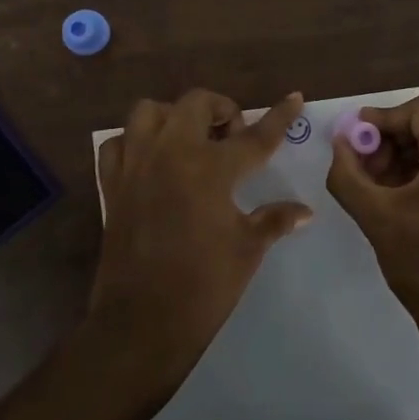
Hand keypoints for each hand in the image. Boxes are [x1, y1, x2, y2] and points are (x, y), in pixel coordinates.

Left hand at [93, 89, 313, 386]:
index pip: (255, 136)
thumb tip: (306, 211)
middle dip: (221, 109)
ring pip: (148, 112)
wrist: (142, 322)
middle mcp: (171, 153)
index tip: (294, 97)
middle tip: (233, 136)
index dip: (279, 117)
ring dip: (173, 116)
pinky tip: (151, 161)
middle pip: (196, 104)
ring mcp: (136, 165)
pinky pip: (118, 144)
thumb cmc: (204, 285)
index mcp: (210, 168)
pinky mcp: (112, 184)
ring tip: (189, 140)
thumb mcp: (247, 249)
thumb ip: (275, 220)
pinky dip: (134, 142)